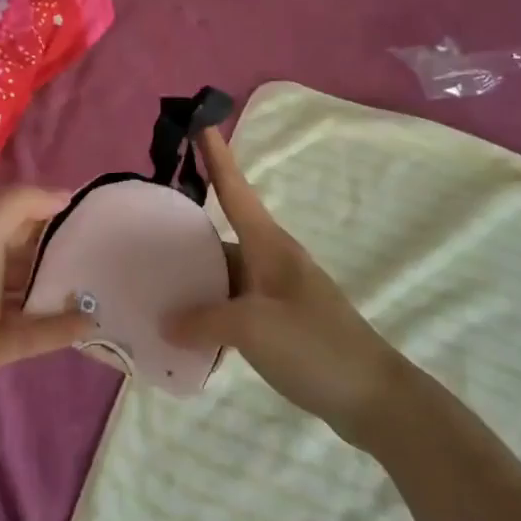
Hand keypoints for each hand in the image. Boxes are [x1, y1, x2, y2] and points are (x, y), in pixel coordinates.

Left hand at [0, 187, 94, 431]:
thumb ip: (19, 207)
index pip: (22, 218)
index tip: (97, 213)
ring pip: (34, 296)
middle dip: (67, 254)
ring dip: (66, 292)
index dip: (54, 212)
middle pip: (31, 257)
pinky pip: (31, 334)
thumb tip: (63, 194)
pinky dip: (58, 329)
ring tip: (110, 288)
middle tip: (114, 254)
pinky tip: (90, 323)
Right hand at [164, 128, 406, 448]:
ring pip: (226, 276)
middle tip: (146, 230)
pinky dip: (211, 313)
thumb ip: (203, 320)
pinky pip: (235, 307)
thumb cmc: (315, 346)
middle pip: (222, 236)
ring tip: (156, 287)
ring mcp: (277, 292)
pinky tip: (188, 332)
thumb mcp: (253, 329)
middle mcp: (272, 260)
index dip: (216, 156)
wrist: (374, 398)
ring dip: (197, 281)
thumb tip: (166, 321)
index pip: (235, 189)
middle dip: (187, 233)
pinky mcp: (281, 322)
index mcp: (269, 245)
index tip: (200, 122)